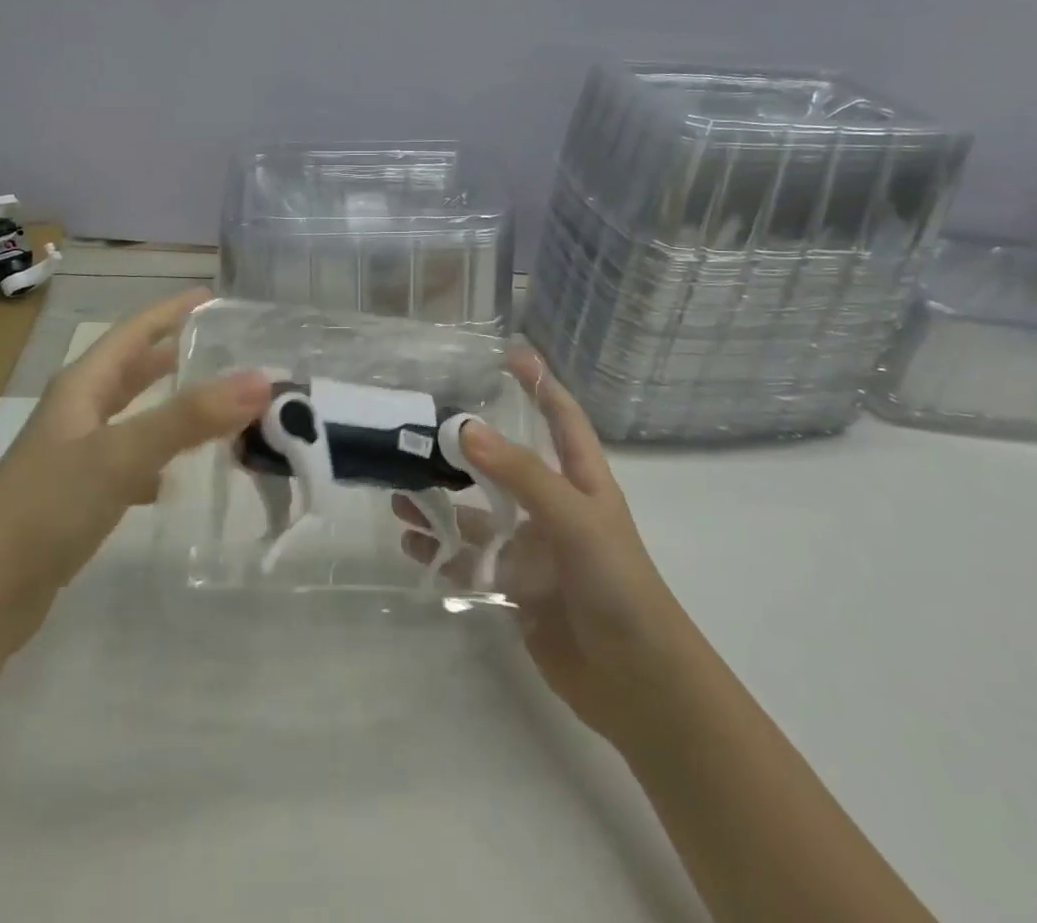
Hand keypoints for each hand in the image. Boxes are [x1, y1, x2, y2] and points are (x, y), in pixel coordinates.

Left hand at [0, 288, 270, 652]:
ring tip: (213, 409)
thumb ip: (191, 416)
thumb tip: (262, 379)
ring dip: (169, 409)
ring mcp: (74, 455)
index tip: (213, 297)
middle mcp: (77, 412)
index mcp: (83, 385)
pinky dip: (154, 462)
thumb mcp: (122, 453)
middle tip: (224, 350)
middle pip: (131, 371)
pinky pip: (127, 463)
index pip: (134, 331)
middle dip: (174, 356)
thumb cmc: (49, 504)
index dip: (172, 310)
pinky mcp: (76, 497)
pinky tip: (173, 482)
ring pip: (132, 417)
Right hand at [395, 346, 689, 742]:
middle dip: (465, 447)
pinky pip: (469, 560)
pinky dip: (440, 550)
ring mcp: (533, 551)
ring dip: (441, 503)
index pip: (561, 418)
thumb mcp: (574, 519)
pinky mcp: (515, 589)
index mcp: (582, 482)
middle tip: (418, 428)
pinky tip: (411, 543)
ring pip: (477, 515)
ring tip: (399, 492)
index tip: (508, 352)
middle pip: (504, 464)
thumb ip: (521, 474)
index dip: (540, 383)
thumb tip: (465, 429)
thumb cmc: (617, 585)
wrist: (637, 684)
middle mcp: (554, 509)